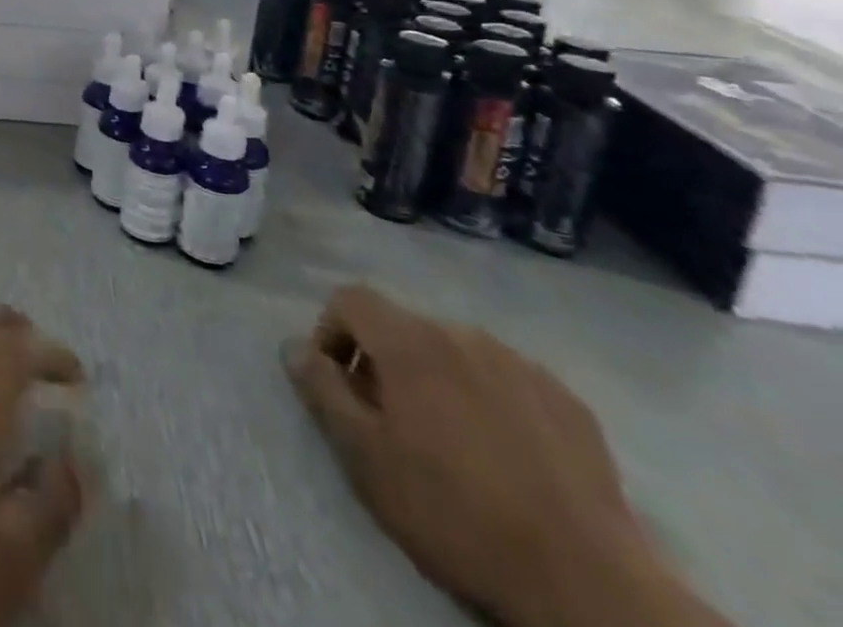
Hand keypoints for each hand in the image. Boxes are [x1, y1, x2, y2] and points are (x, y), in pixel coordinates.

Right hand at [287, 285, 672, 626]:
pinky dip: (489, 400)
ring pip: (456, 352)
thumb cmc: (453, 512)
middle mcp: (462, 334)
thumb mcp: (363, 456)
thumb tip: (294, 347)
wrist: (586, 583)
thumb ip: (321, 388)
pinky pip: (507, 380)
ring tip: (449, 440)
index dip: (330, 331)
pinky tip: (503, 454)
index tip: (337, 383)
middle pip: (403, 326)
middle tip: (389, 420)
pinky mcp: (568, 402)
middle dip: (385, 361)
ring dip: (437, 379)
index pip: (350, 298)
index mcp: (409, 340)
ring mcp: (521, 365)